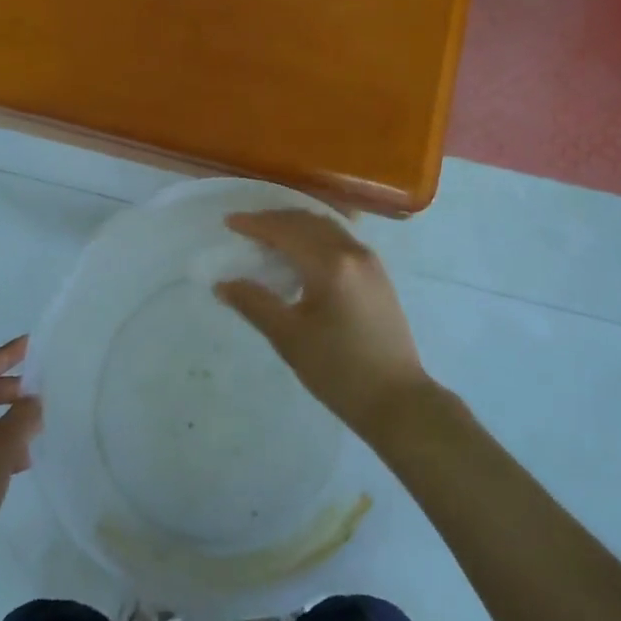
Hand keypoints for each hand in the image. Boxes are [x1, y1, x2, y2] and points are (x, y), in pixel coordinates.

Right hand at [214, 210, 432, 441]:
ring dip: (297, 226)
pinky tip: (304, 254)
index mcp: (331, 264)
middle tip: (247, 227)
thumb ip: (254, 304)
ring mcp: (370, 262)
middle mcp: (353, 252)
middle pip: (308, 222)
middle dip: (275, 220)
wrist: (397, 400)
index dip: (256, 224)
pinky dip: (316, 237)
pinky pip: (341, 240)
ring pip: (328, 228)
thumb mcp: (289, 338)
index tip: (229, 222)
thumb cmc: (338, 371)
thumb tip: (223, 284)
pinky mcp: (378, 275)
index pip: (286, 231)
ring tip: (271, 236)